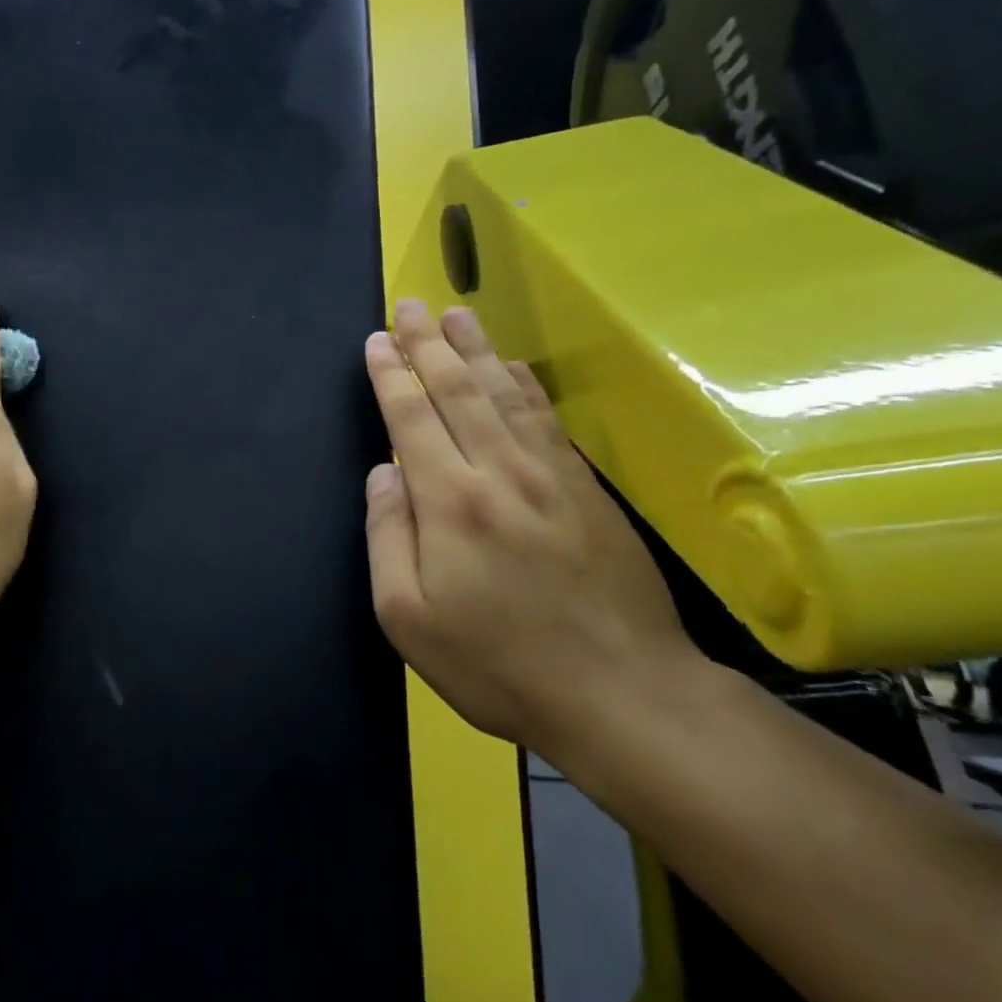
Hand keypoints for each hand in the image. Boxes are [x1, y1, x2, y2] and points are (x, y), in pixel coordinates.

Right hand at [362, 298, 696, 750]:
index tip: (376, 341)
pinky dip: (525, 384)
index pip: (412, 417)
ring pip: (505, 394)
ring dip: (475, 349)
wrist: (624, 696)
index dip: (390, 374)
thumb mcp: (409, 619)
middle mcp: (499, 472)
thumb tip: (383, 474)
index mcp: (450, 502)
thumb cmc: (498, 665)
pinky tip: (512, 365)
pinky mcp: (586, 489)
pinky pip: (547, 420)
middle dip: (428, 344)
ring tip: (456, 314)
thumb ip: (386, 538)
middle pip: (458, 389)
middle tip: (410, 305)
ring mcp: (550, 476)